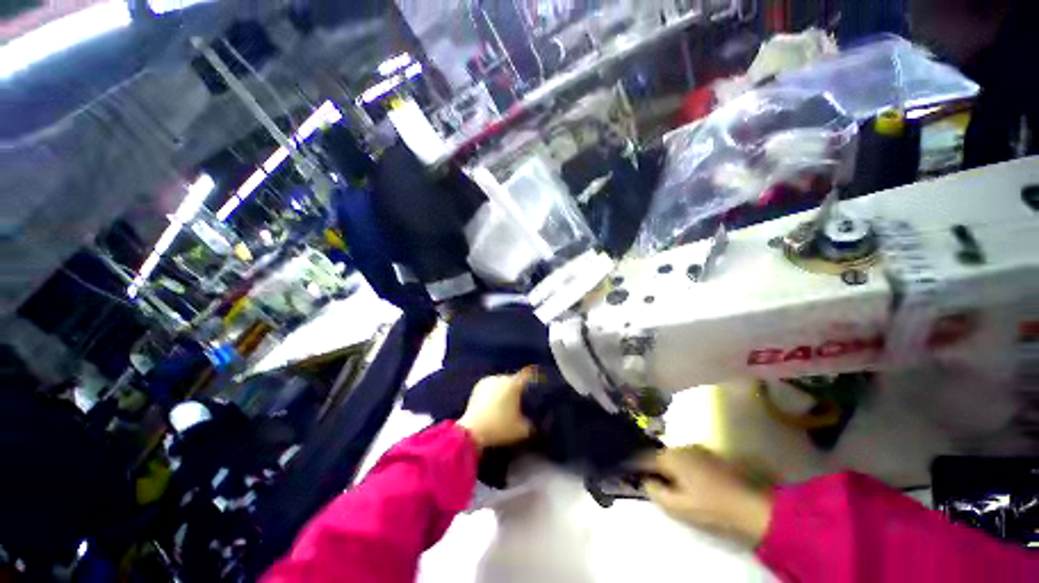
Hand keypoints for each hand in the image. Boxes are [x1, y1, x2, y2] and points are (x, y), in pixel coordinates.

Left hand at [458, 367, 537, 448]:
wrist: (472, 430)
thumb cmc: (499, 428)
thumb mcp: (521, 430)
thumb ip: (531, 425)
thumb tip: (536, 424)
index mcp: (514, 384)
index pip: (528, 374)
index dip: (535, 375)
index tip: (539, 377)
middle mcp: (502, 378)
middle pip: (515, 379)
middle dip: (518, 387)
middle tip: (520, 399)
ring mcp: (489, 380)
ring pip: (502, 382)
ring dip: (505, 388)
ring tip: (506, 401)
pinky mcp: (479, 385)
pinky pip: (492, 385)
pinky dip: (494, 390)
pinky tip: (494, 401)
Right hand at [642, 446, 773, 546]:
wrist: (751, 507)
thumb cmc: (710, 507)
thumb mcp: (677, 506)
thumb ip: (655, 492)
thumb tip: (645, 481)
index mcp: (671, 456)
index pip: (643, 458)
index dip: (632, 465)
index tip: (623, 471)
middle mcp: (682, 447)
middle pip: (658, 455)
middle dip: (651, 467)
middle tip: (645, 481)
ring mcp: (698, 449)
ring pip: (673, 457)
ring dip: (666, 467)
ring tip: (665, 482)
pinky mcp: (710, 456)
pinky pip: (686, 459)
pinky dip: (680, 468)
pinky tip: (685, 481)